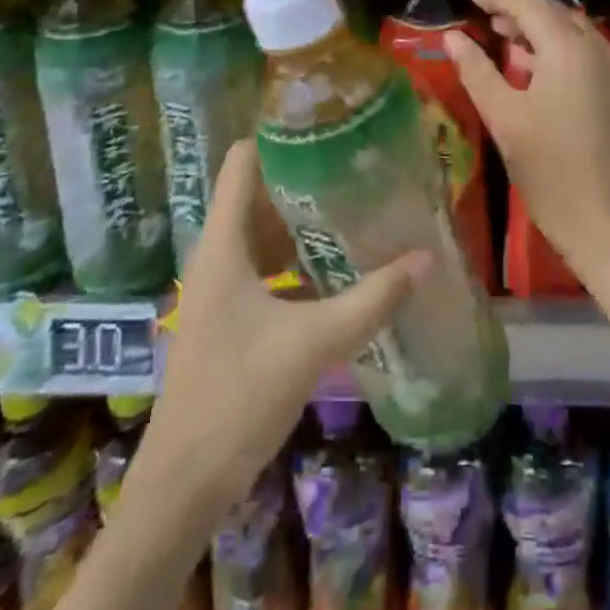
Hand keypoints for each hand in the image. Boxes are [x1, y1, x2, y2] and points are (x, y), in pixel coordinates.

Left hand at [136, 139, 431, 516]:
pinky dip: (295, 256)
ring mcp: (219, 286)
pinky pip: (263, 264)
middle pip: (256, 192)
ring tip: (353, 205)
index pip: (241, 161)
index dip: (277, 135)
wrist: (184, 483)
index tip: (326, 127)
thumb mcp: (312, 343)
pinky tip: (335, 266)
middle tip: (355, 165)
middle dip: (302, 176)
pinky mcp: (228, 314)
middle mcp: (215, 254)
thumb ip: (371, 300)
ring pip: (261, 231)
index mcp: (222, 244)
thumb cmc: (238, 398)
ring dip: (301, 219)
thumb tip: (425, 258)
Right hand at [444, 0, 609, 284]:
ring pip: (576, 34)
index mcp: (570, 50)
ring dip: (542, 32)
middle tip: (487, 19)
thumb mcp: (503, 118)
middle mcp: (601, 49)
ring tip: (508, 44)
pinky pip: (591, 55)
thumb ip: (477, 70)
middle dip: (520, 12)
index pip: (529, 4)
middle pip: (556, 14)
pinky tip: (539, 73)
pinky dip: (563, 52)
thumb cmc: (549, 171)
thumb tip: (452, 37)